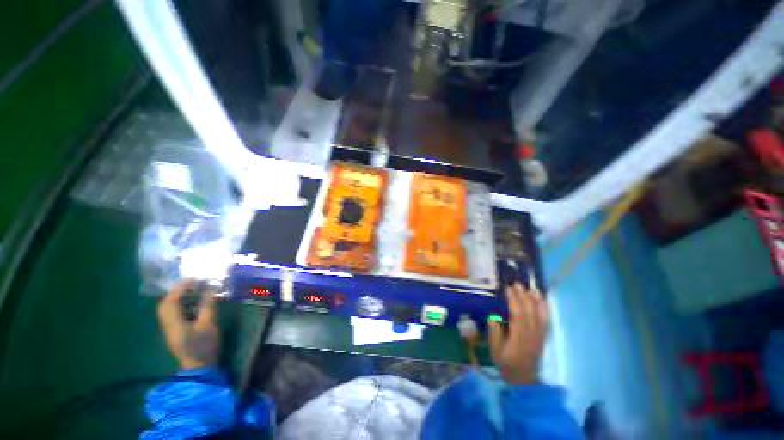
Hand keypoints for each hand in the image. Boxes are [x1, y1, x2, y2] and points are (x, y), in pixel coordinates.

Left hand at [157, 280, 219, 369]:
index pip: (171, 302)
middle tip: (192, 285)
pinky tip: (193, 304)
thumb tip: (210, 290)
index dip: (180, 289)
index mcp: (174, 324)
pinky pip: (174, 314)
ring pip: (168, 310)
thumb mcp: (209, 324)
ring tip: (194, 291)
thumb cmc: (205, 345)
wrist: (200, 367)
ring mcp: (170, 330)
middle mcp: (167, 325)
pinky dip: (181, 306)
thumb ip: (208, 306)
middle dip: (177, 292)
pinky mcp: (175, 332)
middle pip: (165, 305)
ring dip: (179, 298)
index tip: (193, 279)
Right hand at [488, 283, 548, 385]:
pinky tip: (542, 300)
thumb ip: (494, 334)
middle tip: (516, 284)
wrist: (524, 379)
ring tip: (531, 288)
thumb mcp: (495, 351)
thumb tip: (493, 317)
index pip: (518, 315)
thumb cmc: (506, 364)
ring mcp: (540, 335)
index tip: (508, 288)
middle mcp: (532, 335)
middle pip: (530, 312)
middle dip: (524, 296)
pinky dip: (545, 308)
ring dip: (536, 300)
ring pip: (540, 315)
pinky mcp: (543, 336)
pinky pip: (546, 320)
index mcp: (519, 338)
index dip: (514, 300)